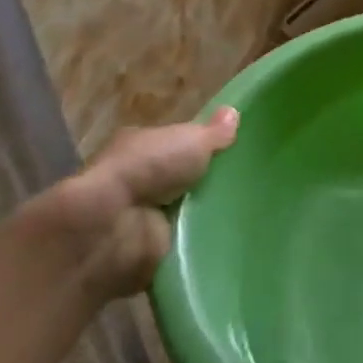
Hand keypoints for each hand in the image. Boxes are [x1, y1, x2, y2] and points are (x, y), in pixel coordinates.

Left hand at [28, 110, 238, 300]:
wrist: (110, 228)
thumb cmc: (148, 168)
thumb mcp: (191, 139)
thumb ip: (214, 132)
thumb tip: (234, 113)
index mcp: (141, 145)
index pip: (179, 142)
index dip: (205, 146)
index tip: (237, 151)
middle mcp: (138, 179)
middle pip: (184, 178)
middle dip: (210, 181)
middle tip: (252, 183)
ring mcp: (140, 216)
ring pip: (186, 210)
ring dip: (208, 213)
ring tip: (250, 211)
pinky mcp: (147, 249)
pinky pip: (184, 242)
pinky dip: (200, 242)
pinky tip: (229, 237)